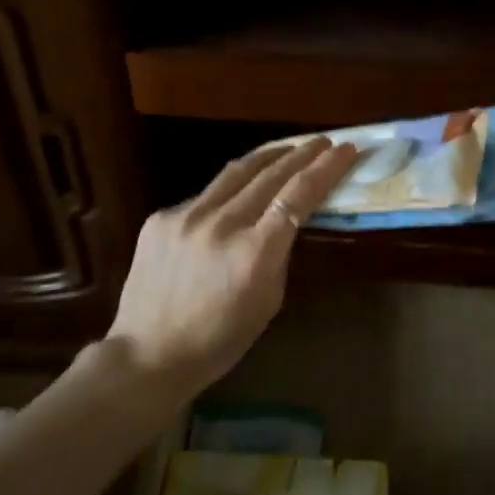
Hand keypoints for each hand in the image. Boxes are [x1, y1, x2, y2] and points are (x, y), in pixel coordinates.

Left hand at [106, 136, 358, 391]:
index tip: (346, 150)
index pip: (298, 196)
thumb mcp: (268, 301)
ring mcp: (186, 216)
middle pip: (270, 174)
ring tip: (288, 149)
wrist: (147, 354)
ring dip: (268, 157)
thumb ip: (278, 254)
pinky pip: (205, 196)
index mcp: (254, 253)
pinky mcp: (161, 217)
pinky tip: (238, 195)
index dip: (325, 169)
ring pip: (236, 173)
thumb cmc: (219, 339)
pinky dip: (230, 191)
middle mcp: (221, 225)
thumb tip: (285, 221)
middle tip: (322, 141)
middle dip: (302, 153)